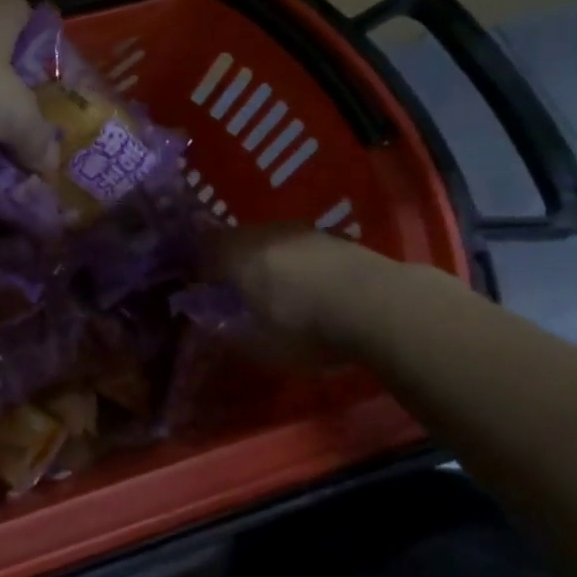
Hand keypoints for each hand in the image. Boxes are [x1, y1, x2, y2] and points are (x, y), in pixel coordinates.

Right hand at [205, 225, 408, 357]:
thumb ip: (226, 333)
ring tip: (275, 288)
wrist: (379, 305)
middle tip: (236, 290)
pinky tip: (310, 285)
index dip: (198, 270)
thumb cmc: (306, 328)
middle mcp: (261, 234)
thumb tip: (207, 325)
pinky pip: (300, 247)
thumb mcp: (259, 346)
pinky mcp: (332, 237)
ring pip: (269, 241)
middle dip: (230, 262)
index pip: (201, 252)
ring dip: (266, 260)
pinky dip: (297, 263)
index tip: (200, 290)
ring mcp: (299, 231)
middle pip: (234, 241)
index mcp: (234, 255)